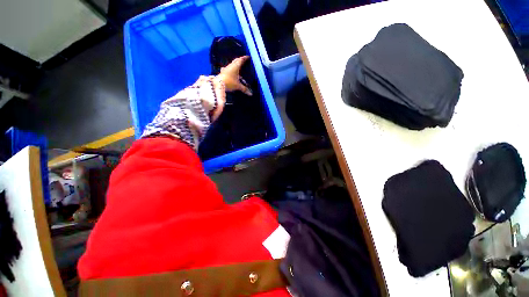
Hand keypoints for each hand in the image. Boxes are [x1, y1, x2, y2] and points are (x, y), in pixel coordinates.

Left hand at [216, 56, 252, 95]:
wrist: (218, 84)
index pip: (241, 60)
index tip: (248, 57)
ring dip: (235, 65)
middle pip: (236, 61)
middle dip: (240, 60)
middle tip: (244, 60)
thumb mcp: (238, 86)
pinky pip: (229, 69)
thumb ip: (244, 89)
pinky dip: (232, 69)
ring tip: (239, 67)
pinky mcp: (223, 72)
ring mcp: (226, 69)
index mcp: (235, 66)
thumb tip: (251, 94)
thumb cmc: (229, 82)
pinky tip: (231, 72)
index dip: (245, 58)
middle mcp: (230, 66)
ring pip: (232, 65)